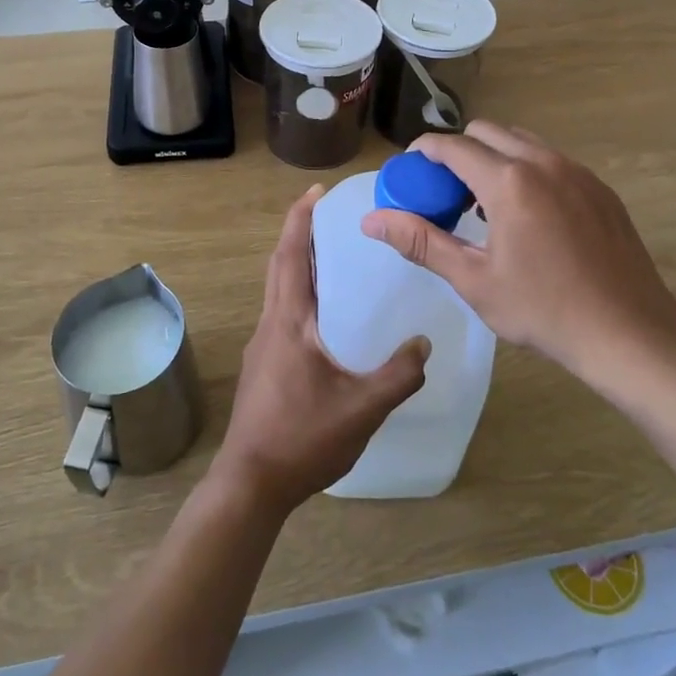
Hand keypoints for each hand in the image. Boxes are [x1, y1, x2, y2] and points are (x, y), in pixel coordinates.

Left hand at [215, 186, 428, 512]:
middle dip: (300, 234)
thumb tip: (424, 343)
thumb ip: (398, 375)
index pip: (292, 256)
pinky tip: (326, 316)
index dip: (301, 219)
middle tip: (329, 214)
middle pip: (281, 265)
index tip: (315, 192)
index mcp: (288, 321)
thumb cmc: (302, 438)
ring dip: (299, 264)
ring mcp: (262, 345)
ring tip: (333, 257)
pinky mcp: (263, 365)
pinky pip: (282, 313)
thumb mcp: (362, 408)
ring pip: (278, 290)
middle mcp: (270, 324)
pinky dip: (300, 294)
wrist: (251, 483)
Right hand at [362, 123, 675, 385]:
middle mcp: (543, 162)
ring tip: (486, 206)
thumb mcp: (473, 280)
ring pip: (521, 142)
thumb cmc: (544, 310)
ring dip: (494, 158)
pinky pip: (550, 161)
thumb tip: (371, 220)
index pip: (452, 146)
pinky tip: (529, 218)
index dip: (423, 152)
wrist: (630, 333)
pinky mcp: (599, 187)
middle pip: (486, 132)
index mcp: (509, 181)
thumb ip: (421, 241)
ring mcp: (577, 171)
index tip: (410, 172)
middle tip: (447, 193)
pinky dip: (526, 171)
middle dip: (459, 152)